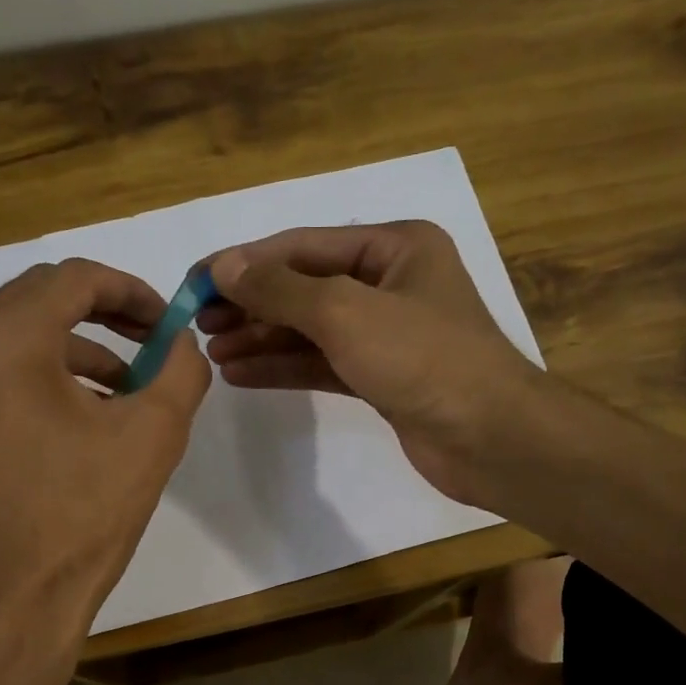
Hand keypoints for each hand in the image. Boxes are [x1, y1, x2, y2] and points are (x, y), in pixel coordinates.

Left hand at [0, 258, 209, 650]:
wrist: (15, 596)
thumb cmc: (86, 512)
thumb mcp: (154, 433)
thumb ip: (181, 367)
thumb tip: (182, 340)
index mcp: (5, 339)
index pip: (74, 278)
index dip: (130, 290)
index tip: (166, 321)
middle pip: (37, 298)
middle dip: (102, 312)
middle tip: (149, 341)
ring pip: (11, 335)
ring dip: (72, 346)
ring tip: (122, 385)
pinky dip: (36, 375)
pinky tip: (75, 416)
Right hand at [201, 221, 541, 504]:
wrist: (490, 438)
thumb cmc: (423, 359)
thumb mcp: (346, 312)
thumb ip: (281, 289)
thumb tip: (223, 267)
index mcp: (395, 246)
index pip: (304, 246)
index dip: (246, 262)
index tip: (195, 281)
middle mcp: (391, 283)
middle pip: (305, 286)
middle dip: (251, 304)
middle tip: (198, 323)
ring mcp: (387, 333)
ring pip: (311, 328)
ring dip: (261, 338)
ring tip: (212, 353)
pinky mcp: (382, 377)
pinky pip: (322, 363)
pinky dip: (284, 367)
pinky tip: (242, 374)